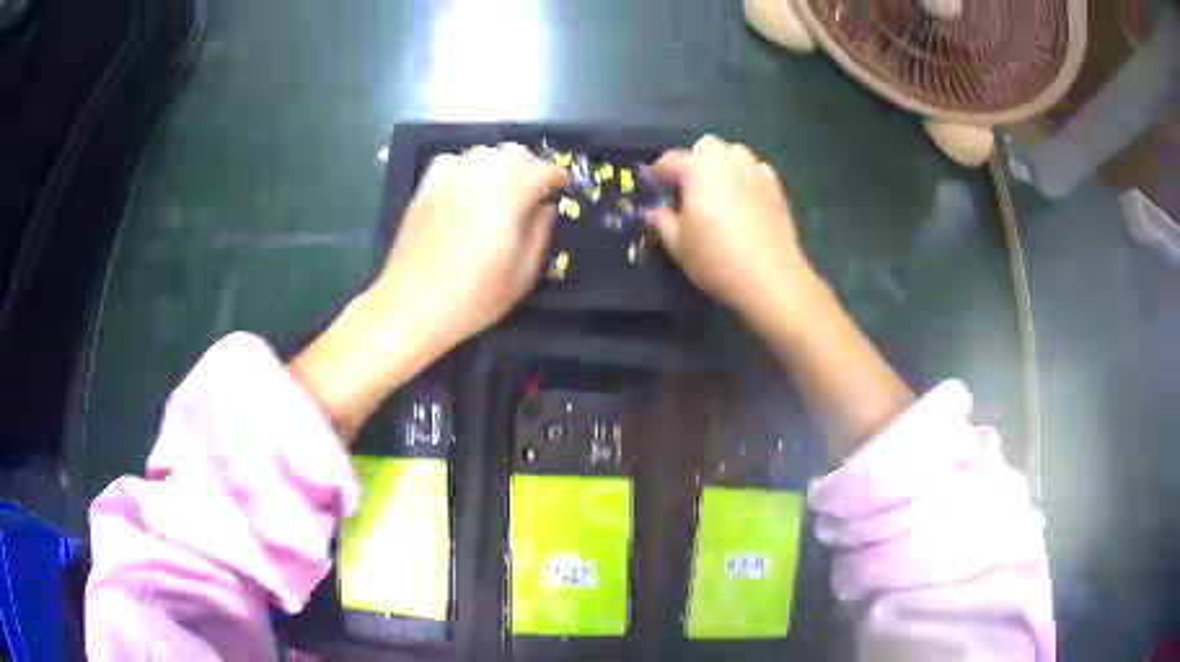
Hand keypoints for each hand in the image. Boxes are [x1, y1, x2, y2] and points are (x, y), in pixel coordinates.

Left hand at [291, 144, 569, 442]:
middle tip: (535, 194)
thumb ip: (542, 232)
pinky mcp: (427, 184)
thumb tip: (547, 207)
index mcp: (511, 190)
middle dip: (531, 169)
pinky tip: (467, 190)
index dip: (560, 179)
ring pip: (485, 153)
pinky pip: (455, 161)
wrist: (413, 304)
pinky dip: (468, 169)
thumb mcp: (523, 274)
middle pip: (515, 154)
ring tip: (503, 191)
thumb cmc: (474, 296)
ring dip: (500, 166)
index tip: (565, 190)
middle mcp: (481, 172)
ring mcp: (450, 174)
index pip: (546, 169)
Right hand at [646, 135, 817, 325]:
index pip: (671, 161)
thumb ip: (663, 222)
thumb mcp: (679, 245)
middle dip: (695, 159)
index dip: (658, 171)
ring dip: (722, 165)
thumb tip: (655, 212)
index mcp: (699, 169)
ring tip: (717, 190)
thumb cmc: (716, 258)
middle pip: (707, 146)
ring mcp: (756, 171)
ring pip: (735, 155)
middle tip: (688, 186)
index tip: (651, 182)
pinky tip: (743, 201)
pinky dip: (745, 178)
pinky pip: (756, 171)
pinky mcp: (777, 188)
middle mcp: (729, 161)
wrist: (770, 277)